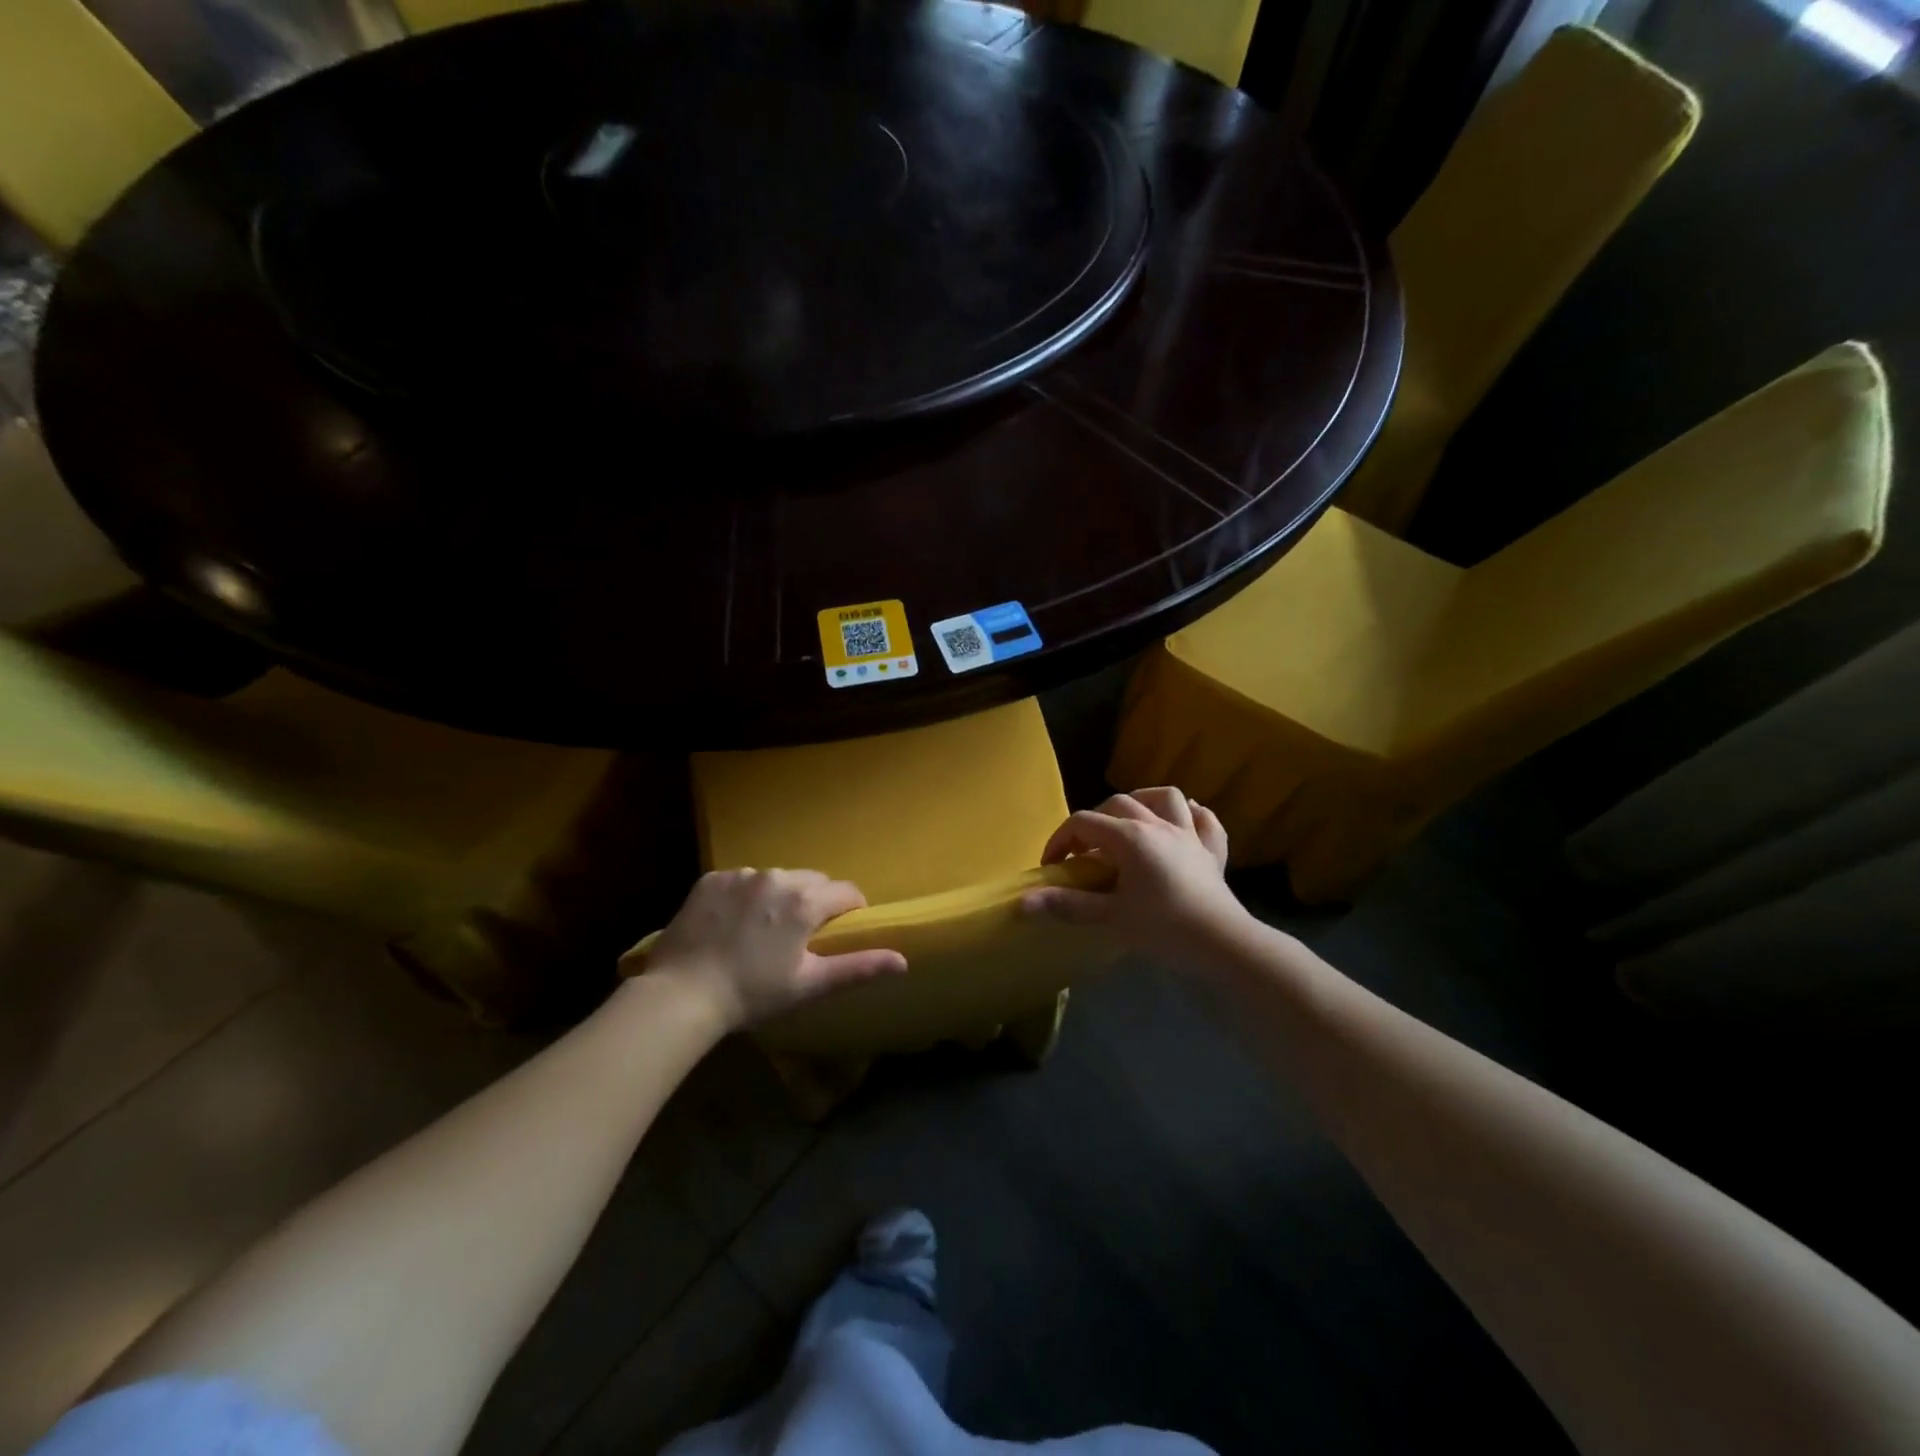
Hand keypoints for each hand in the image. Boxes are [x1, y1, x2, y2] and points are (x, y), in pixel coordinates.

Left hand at [632, 869, 906, 1031]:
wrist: (682, 995)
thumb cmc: (753, 994)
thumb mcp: (809, 984)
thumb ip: (858, 967)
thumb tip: (904, 961)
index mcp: (805, 901)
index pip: (847, 891)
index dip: (850, 910)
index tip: (840, 931)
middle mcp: (777, 877)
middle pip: (812, 880)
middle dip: (815, 901)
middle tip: (800, 935)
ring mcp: (741, 875)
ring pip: (777, 877)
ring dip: (779, 896)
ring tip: (763, 930)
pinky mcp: (712, 879)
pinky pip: (741, 879)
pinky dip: (745, 895)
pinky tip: (732, 923)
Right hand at [1023, 789, 1250, 959]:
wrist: (1223, 945)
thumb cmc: (1163, 929)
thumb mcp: (1110, 918)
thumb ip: (1067, 905)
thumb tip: (1023, 902)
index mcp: (1130, 837)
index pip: (1084, 823)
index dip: (1060, 840)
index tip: (1051, 866)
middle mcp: (1159, 825)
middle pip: (1119, 803)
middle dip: (1095, 821)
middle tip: (1085, 852)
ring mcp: (1190, 835)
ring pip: (1166, 798)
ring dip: (1144, 801)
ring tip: (1130, 822)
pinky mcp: (1213, 852)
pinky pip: (1205, 821)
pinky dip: (1192, 817)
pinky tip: (1183, 824)